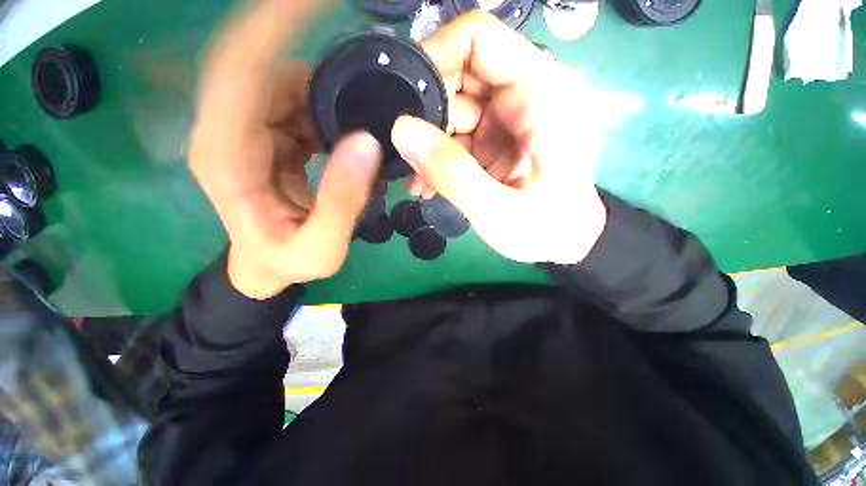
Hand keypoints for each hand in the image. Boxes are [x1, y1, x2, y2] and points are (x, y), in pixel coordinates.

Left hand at [191, 0, 380, 298]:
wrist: (267, 266)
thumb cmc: (287, 262)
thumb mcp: (321, 247)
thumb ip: (343, 201)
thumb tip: (367, 143)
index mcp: (228, 158)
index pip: (239, 72)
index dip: (272, 27)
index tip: (314, 1)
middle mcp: (228, 132)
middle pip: (262, 67)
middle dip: (306, 50)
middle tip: (361, 66)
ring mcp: (246, 131)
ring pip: (280, 82)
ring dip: (322, 88)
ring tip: (359, 110)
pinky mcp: (265, 135)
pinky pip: (292, 102)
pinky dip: (322, 104)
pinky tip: (345, 126)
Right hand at [392, 12, 606, 264]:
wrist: (565, 245)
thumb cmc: (545, 230)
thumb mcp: (497, 209)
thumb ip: (452, 172)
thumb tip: (402, 130)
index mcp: (544, 95)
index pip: (481, 39)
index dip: (435, 56)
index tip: (404, 99)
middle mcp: (529, 94)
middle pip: (462, 75)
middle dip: (428, 115)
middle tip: (409, 155)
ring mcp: (512, 117)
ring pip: (455, 109)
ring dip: (431, 144)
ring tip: (419, 181)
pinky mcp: (500, 138)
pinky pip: (460, 135)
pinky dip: (441, 156)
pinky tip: (429, 184)